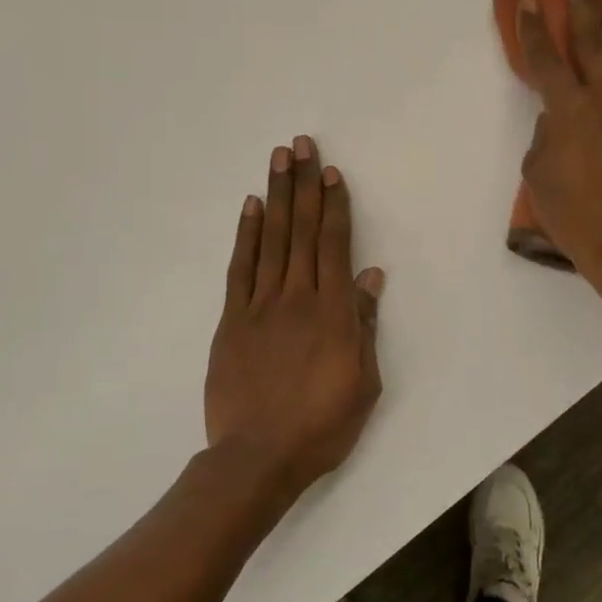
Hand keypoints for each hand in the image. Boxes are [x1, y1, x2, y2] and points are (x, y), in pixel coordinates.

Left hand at [204, 136, 384, 494]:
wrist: (258, 457)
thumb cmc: (321, 425)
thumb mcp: (363, 381)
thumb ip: (364, 324)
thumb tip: (369, 276)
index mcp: (332, 312)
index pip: (333, 245)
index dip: (333, 205)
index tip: (330, 171)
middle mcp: (296, 297)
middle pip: (301, 230)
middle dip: (303, 184)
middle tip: (300, 144)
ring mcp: (260, 306)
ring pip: (271, 240)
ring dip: (276, 196)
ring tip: (277, 160)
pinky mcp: (232, 321)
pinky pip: (240, 269)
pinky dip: (246, 236)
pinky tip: (251, 207)